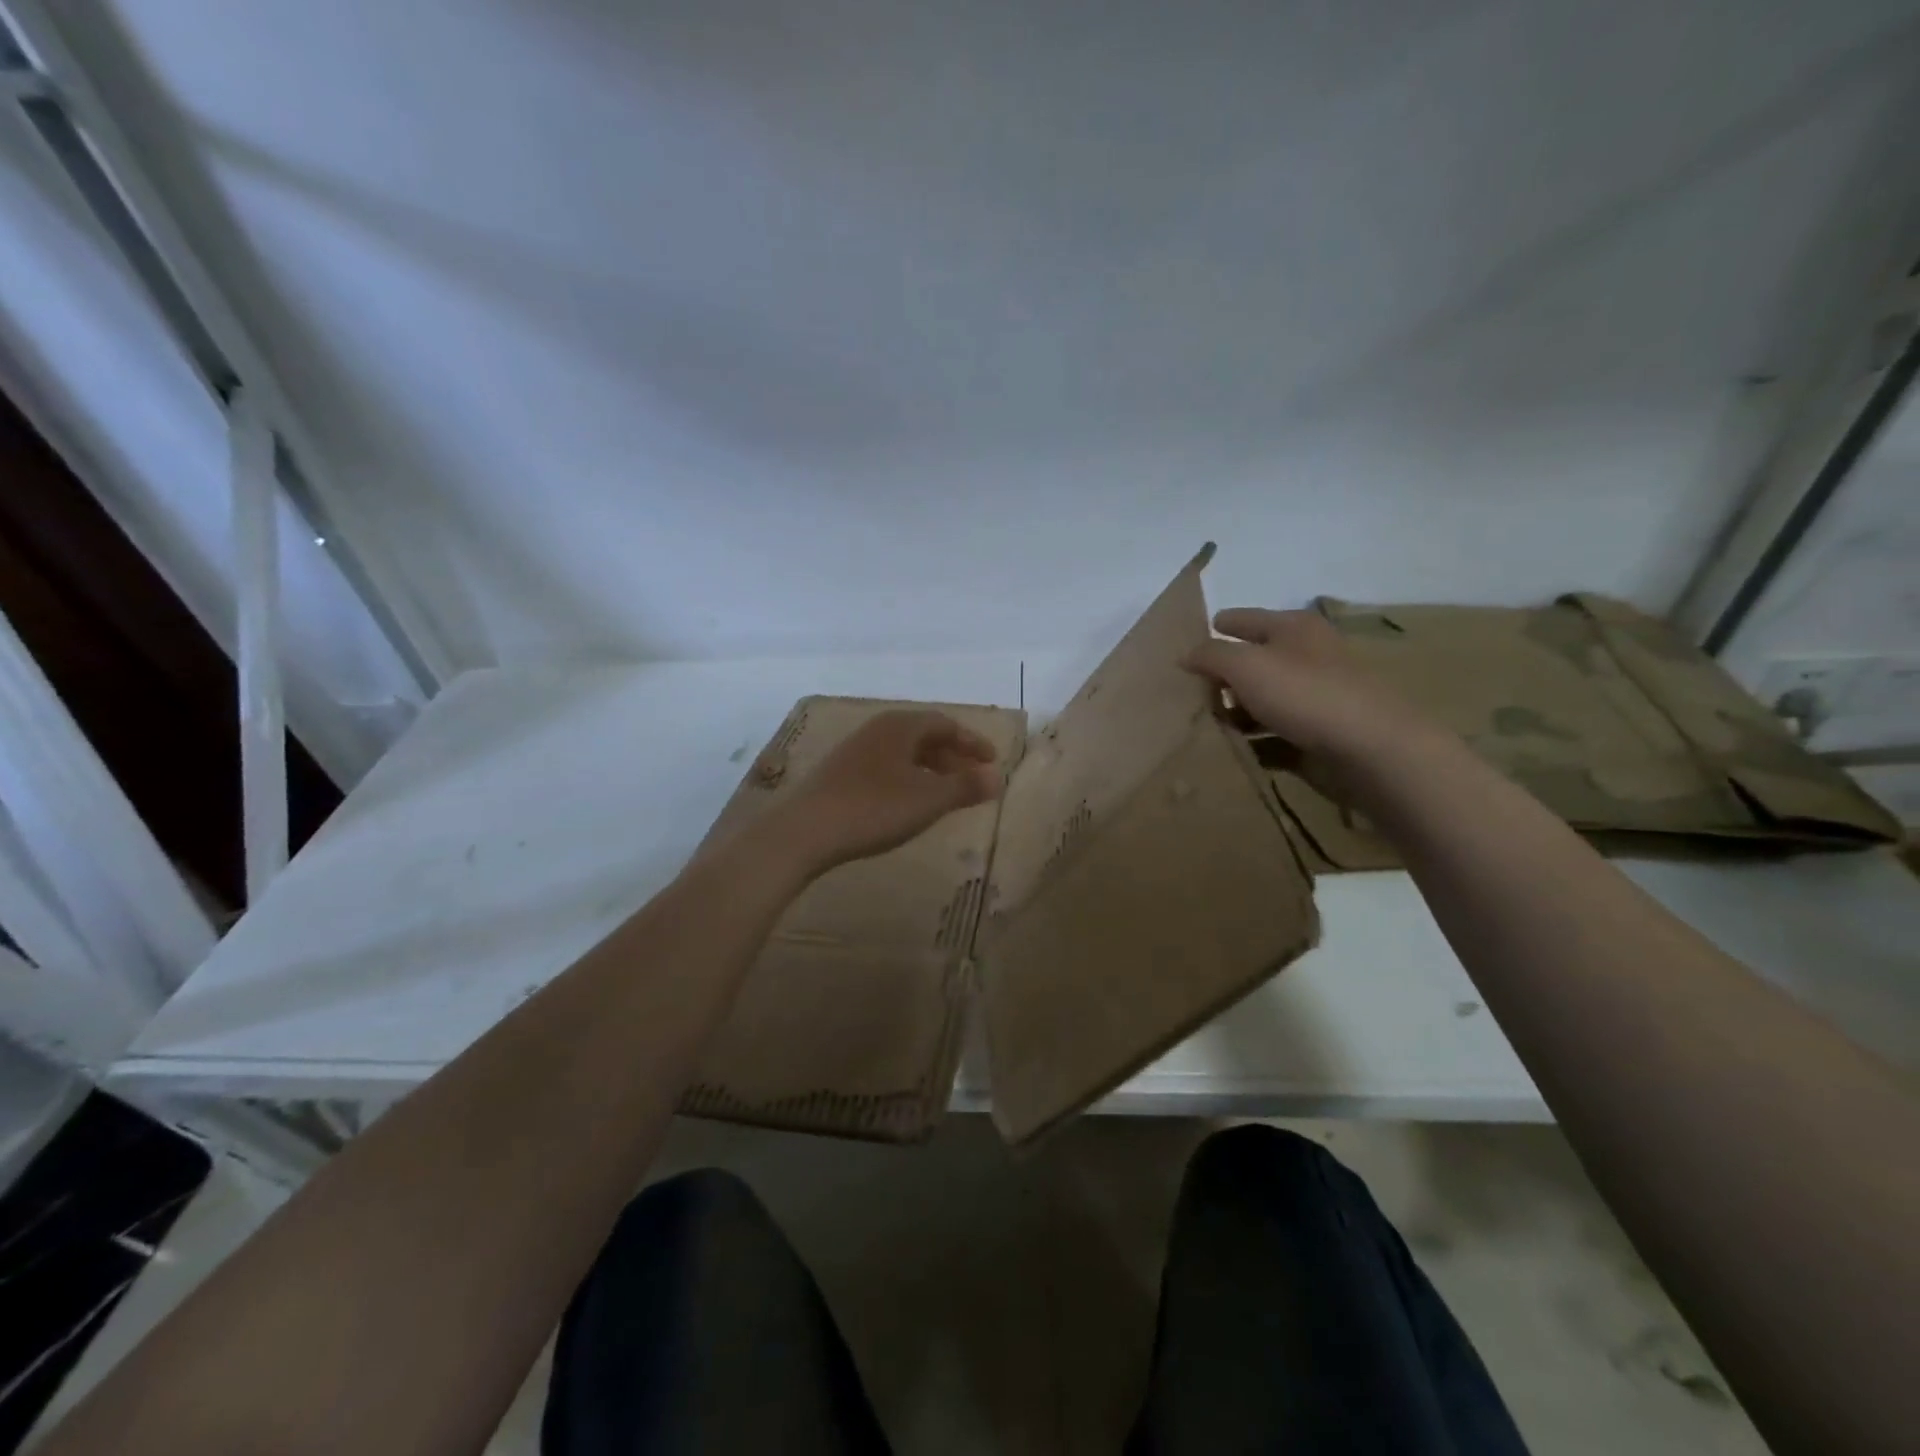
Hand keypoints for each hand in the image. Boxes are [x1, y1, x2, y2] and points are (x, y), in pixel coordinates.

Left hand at [768, 710, 1001, 872]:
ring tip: (945, 795)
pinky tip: (908, 804)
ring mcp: (854, 751)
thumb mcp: (928, 799)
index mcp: (901, 725)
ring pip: (903, 753)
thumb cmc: (875, 808)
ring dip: (930, 770)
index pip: (945, 724)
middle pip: (924, 736)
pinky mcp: (839, 774)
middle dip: (952, 757)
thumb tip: (996, 778)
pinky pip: (885, 767)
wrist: (806, 831)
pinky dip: (907, 779)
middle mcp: (877, 730)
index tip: (992, 762)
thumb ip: (965, 787)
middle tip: (973, 780)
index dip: (972, 742)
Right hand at [1184, 608, 1444, 775]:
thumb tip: (1186, 655)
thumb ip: (1210, 655)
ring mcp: (1314, 698)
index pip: (1245, 619)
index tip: (1188, 641)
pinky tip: (1232, 750)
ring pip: (1262, 701)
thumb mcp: (1245, 665)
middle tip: (1188, 692)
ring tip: (1205, 725)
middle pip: (1253, 662)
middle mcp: (1306, 657)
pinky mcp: (1316, 735)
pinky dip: (1254, 742)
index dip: (1219, 626)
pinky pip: (1273, 736)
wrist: (1370, 749)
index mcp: (1294, 628)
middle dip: (1221, 676)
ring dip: (1234, 713)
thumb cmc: (1305, 694)